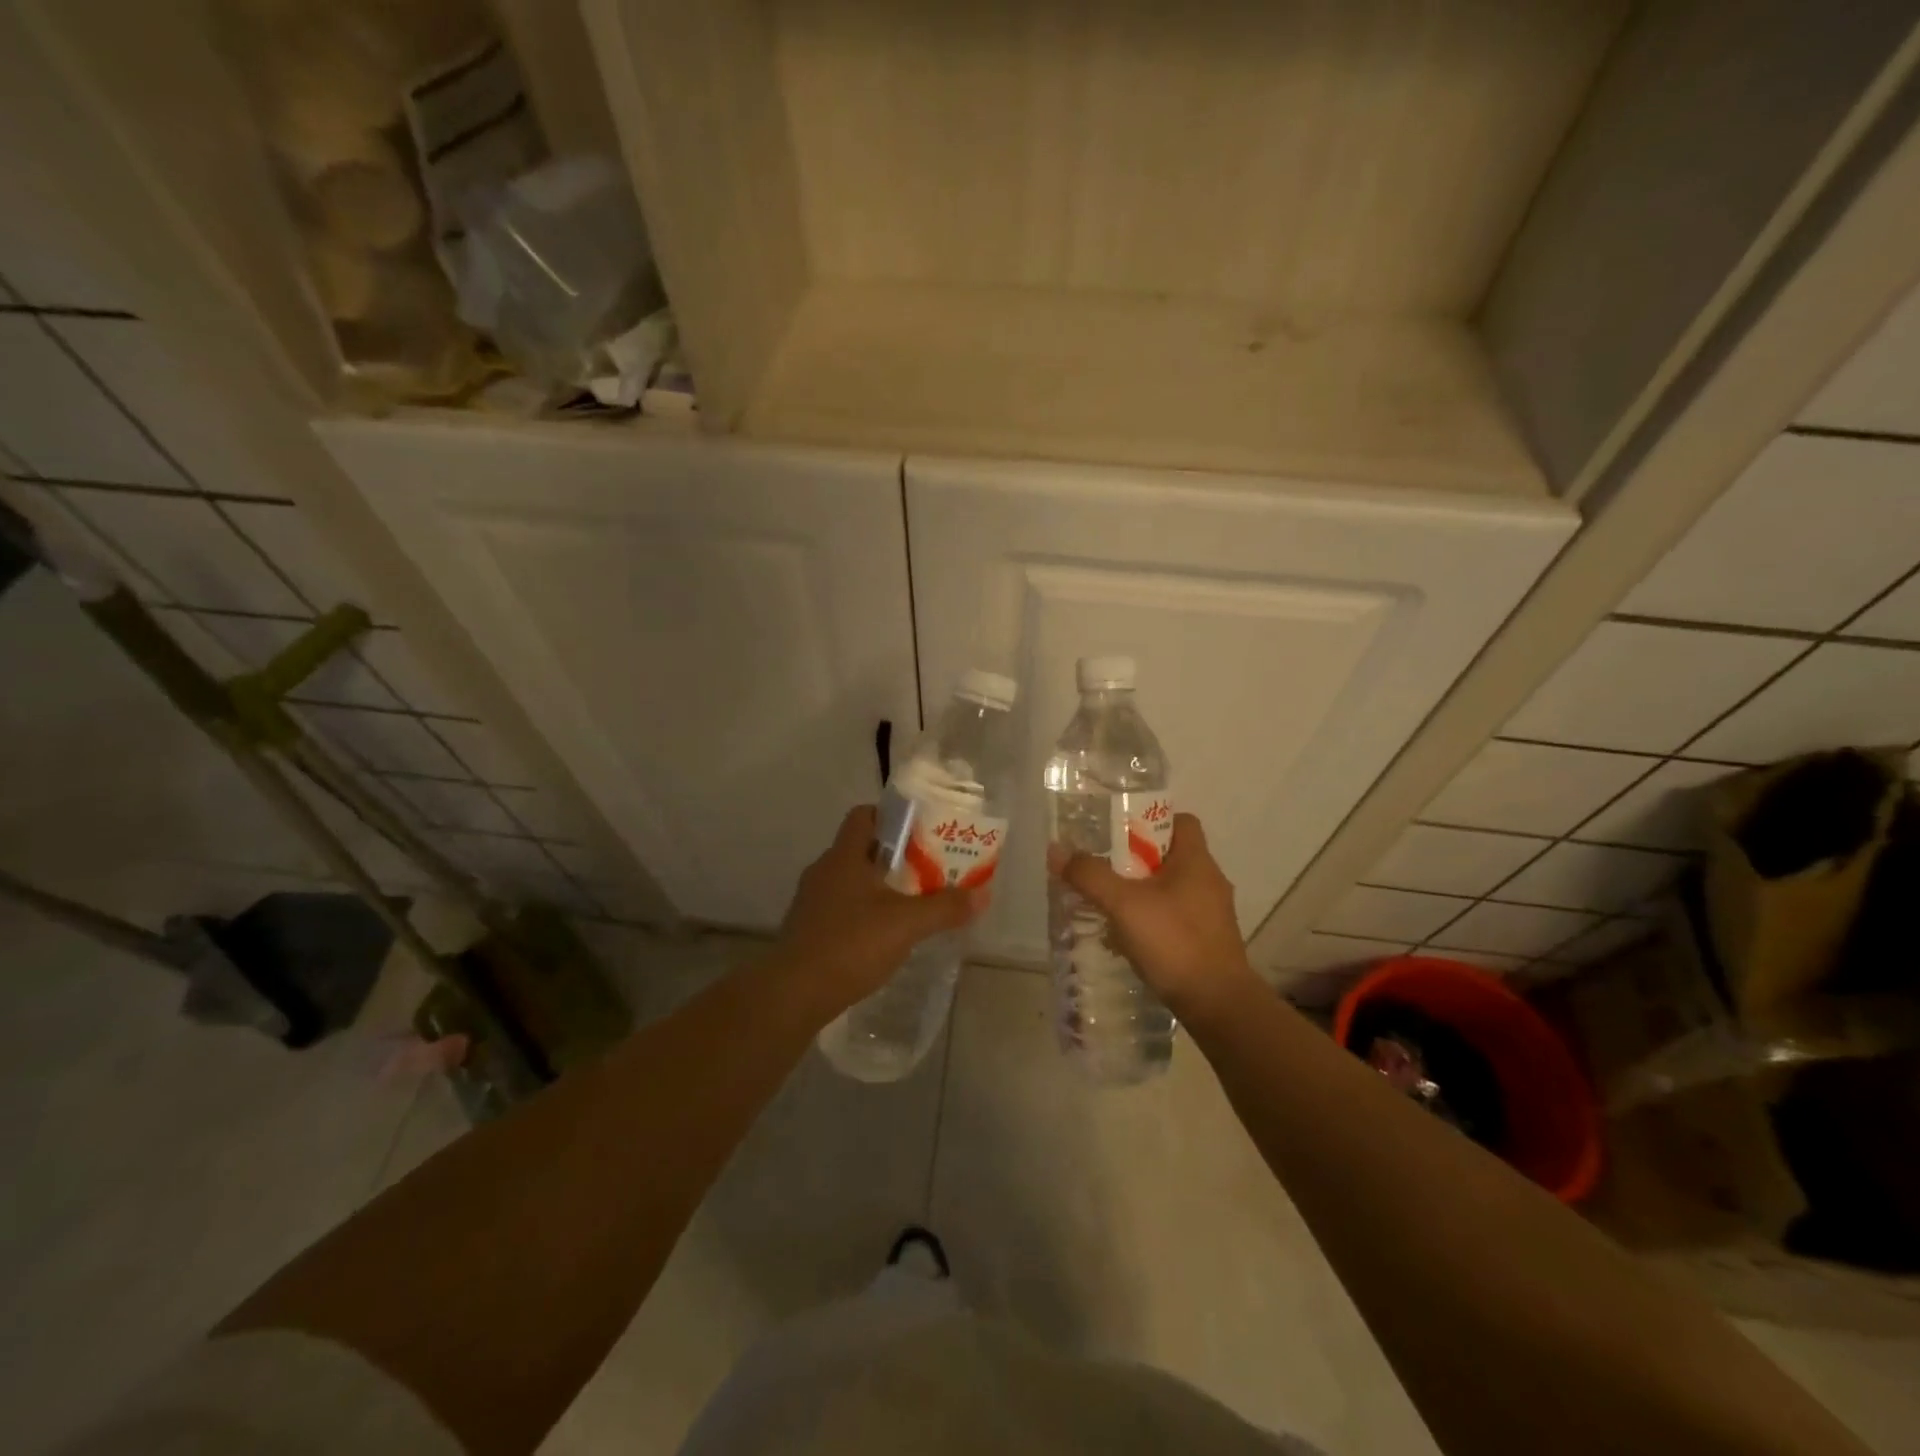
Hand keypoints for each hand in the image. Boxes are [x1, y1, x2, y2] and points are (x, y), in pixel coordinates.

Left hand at [776, 805, 987, 1016]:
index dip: (892, 816)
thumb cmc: (850, 944)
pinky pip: (842, 908)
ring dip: (880, 886)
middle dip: (895, 856)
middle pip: (861, 848)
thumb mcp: (906, 924)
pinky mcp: (809, 930)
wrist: (793, 994)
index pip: (864, 815)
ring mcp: (812, 901)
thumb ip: (944, 907)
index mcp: (844, 856)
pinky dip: (864, 912)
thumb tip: (982, 894)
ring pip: (852, 880)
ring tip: (912, 902)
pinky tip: (884, 935)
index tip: (921, 831)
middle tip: (928, 869)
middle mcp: (824, 871)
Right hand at [1050, 813, 1259, 1023]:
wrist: (1218, 1005)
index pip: (1179, 820)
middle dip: (1134, 860)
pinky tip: (1127, 937)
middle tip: (1102, 868)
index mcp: (1196, 861)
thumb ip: (1090, 875)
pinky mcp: (1208, 941)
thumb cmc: (1174, 942)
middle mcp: (1209, 881)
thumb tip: (1057, 851)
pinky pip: (1174, 917)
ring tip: (1108, 904)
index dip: (1148, 820)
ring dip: (1140, 893)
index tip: (1117, 832)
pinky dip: (1151, 920)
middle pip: (1169, 855)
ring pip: (1170, 889)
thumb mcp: (1123, 904)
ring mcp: (1211, 913)